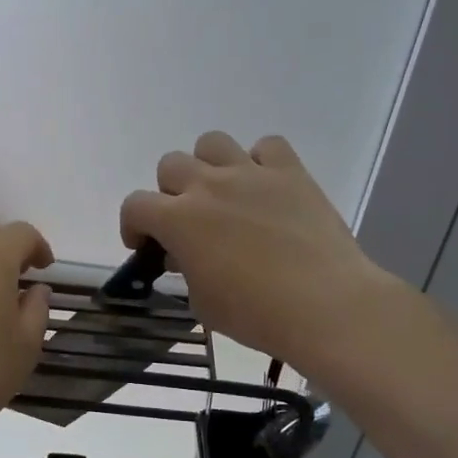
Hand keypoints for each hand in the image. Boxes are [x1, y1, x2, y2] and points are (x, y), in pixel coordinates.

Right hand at [120, 132, 394, 367]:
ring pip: (211, 143)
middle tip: (187, 221)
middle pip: (170, 165)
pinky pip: (267, 146)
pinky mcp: (290, 172)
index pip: (135, 205)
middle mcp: (208, 186)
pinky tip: (265, 187)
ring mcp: (250, 174)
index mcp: (179, 220)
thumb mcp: (203, 304)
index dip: (133, 225)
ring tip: (223, 193)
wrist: (325, 305)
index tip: (145, 245)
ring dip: (209, 165)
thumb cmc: (257, 314)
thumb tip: (185, 254)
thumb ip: (185, 271)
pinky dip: (260, 162)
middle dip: (170, 193)